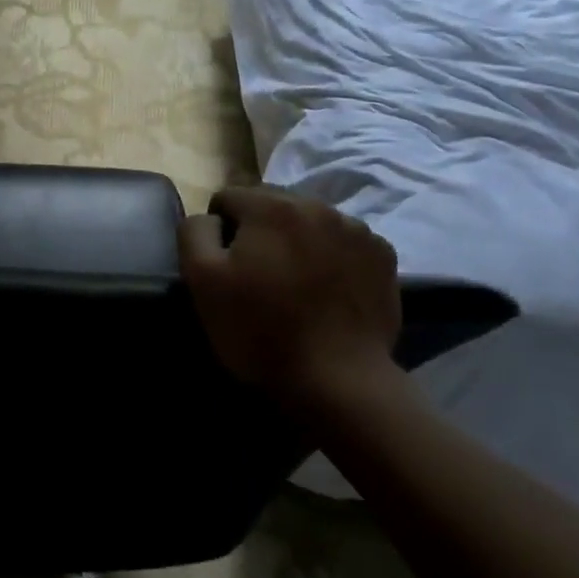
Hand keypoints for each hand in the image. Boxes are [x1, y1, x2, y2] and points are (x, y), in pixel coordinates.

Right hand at [179, 186, 401, 403]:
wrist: (338, 379)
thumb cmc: (260, 329)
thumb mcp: (202, 280)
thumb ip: (195, 232)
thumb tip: (209, 218)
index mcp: (271, 206)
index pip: (228, 198)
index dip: (219, 230)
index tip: (225, 266)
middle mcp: (317, 205)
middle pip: (272, 204)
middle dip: (259, 230)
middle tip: (258, 275)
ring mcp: (356, 229)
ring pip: (310, 222)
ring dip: (297, 240)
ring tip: (294, 283)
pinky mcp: (383, 255)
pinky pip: (343, 242)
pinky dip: (331, 256)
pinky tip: (326, 290)